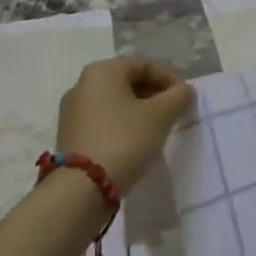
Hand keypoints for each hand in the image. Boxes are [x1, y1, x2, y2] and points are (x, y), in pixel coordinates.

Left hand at [56, 58, 194, 194]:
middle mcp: (83, 85)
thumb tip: (185, 92)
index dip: (171, 80)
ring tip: (157, 131)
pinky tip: (135, 144)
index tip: (186, 100)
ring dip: (139, 112)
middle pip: (129, 83)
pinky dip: (122, 127)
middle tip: (174, 114)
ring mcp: (72, 112)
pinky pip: (103, 122)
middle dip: (155, 96)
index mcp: (103, 71)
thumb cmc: (125, 139)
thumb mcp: (162, 115)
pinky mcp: (69, 136)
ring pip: (116, 103)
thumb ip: (180, 96)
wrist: (81, 189)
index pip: (145, 65)